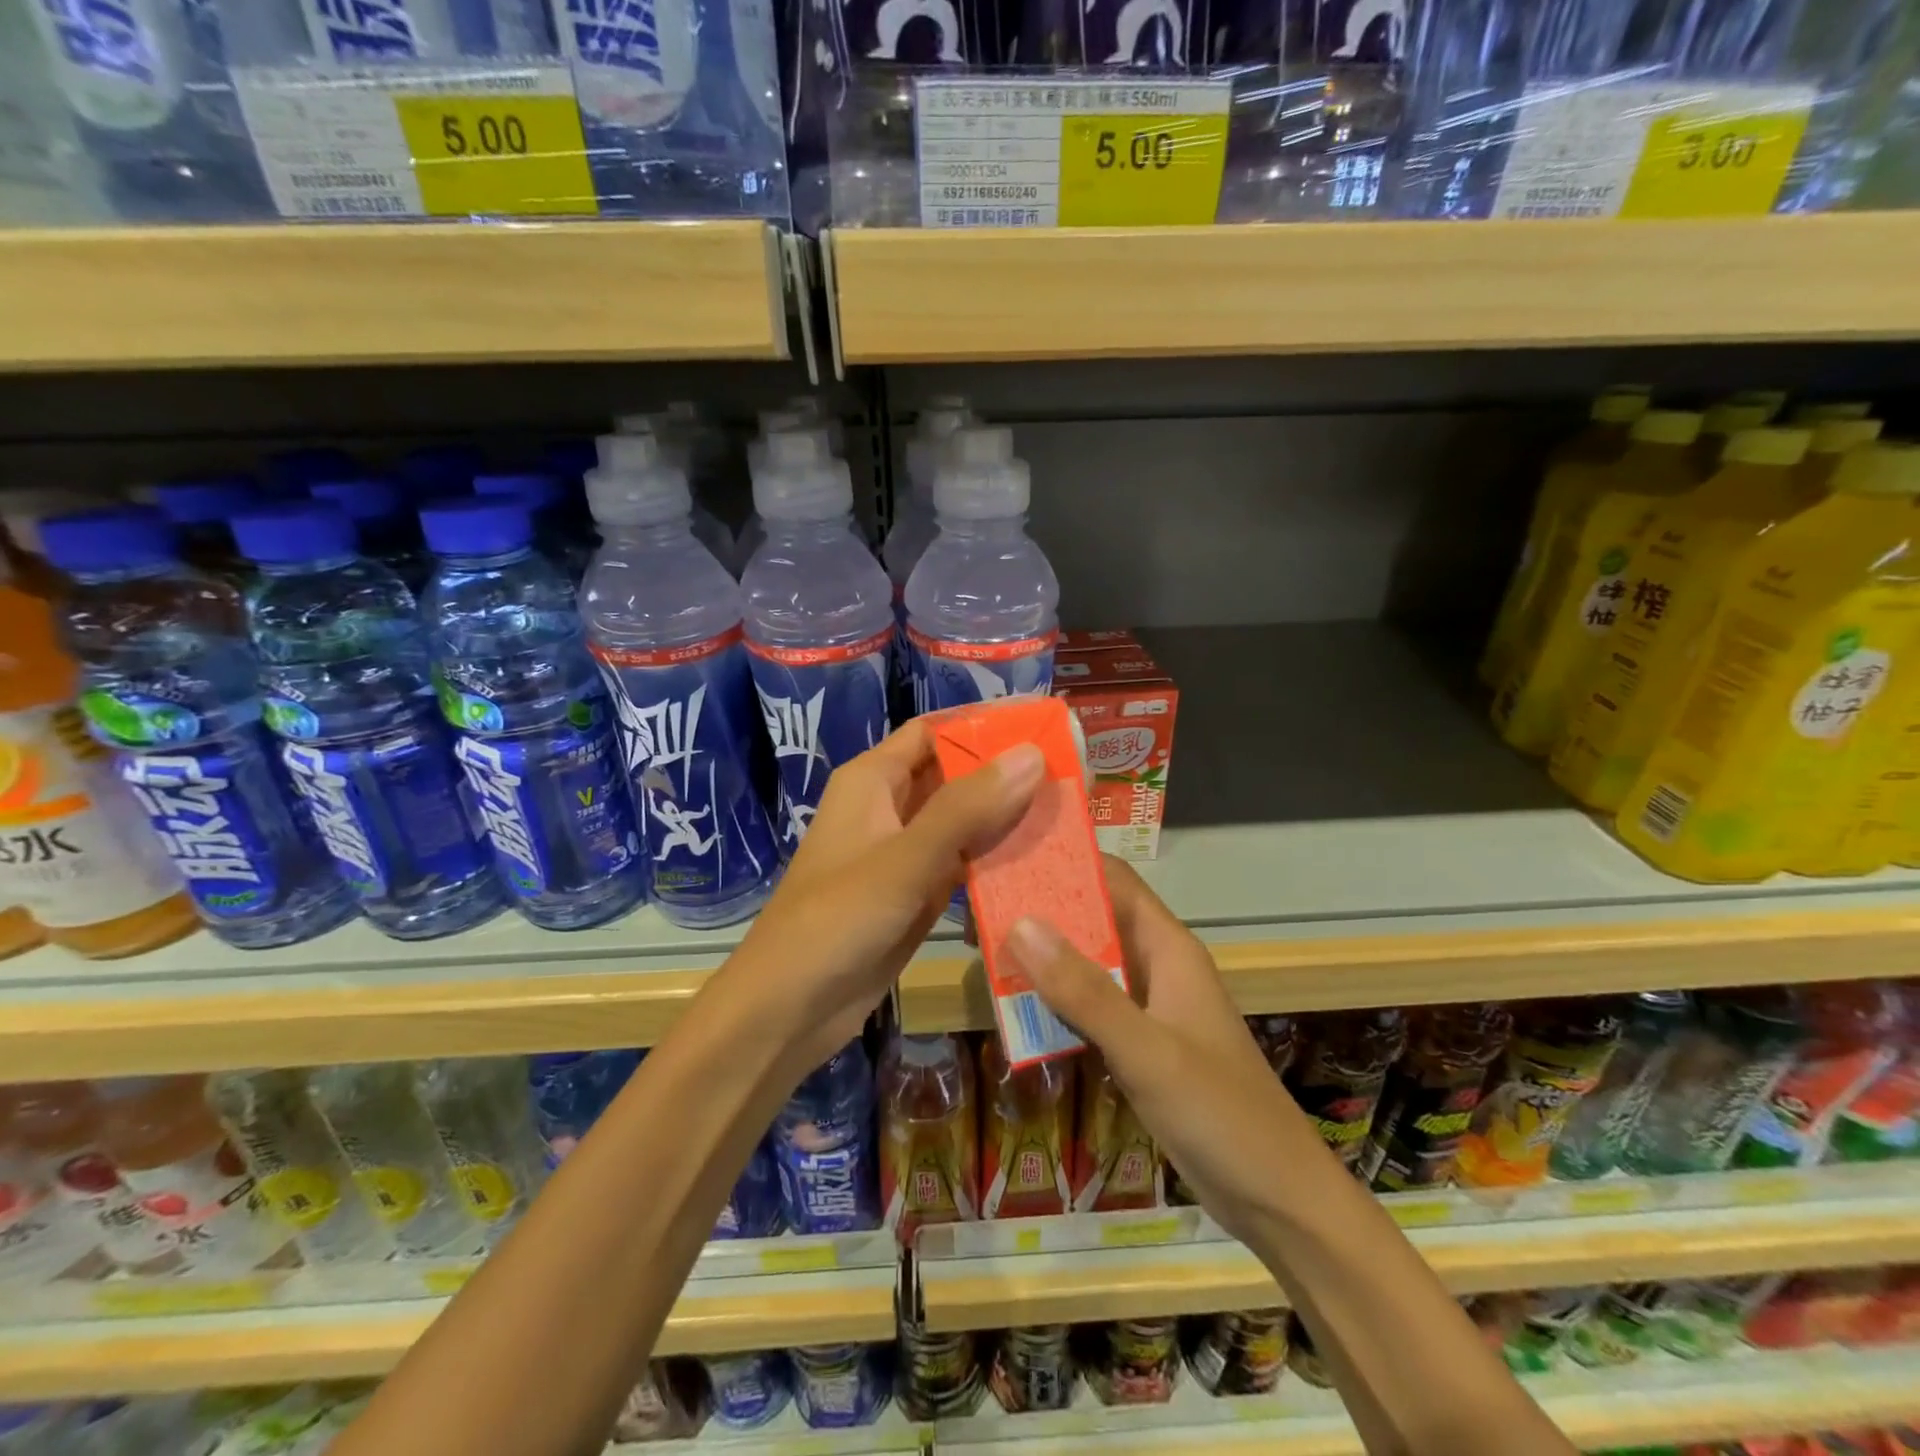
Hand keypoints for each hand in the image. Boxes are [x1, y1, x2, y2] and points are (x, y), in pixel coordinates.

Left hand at [732, 720, 1043, 1069]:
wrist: (789, 1010)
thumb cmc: (836, 920)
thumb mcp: (904, 859)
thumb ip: (967, 808)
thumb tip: (1032, 754)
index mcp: (873, 780)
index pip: (934, 732)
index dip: (984, 725)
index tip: (1044, 726)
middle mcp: (889, 807)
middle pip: (954, 775)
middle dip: (1005, 774)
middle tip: (1071, 775)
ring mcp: (903, 853)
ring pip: (962, 821)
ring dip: (1006, 818)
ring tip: (1068, 813)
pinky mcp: (915, 894)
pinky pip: (962, 863)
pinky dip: (995, 860)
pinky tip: (1041, 863)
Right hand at [1002, 859, 1302, 1244]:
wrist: (1276, 1197)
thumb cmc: (1220, 1113)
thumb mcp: (1146, 1050)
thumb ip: (1084, 990)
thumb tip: (1020, 924)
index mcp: (1167, 947)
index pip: (1113, 879)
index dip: (1065, 862)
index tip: (1007, 857)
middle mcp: (1155, 965)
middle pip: (1093, 918)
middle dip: (1041, 911)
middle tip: (978, 911)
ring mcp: (1147, 1006)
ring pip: (1086, 963)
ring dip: (1043, 957)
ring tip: (983, 950)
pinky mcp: (1139, 1043)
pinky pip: (1089, 1006)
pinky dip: (1055, 1000)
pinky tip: (1015, 1007)